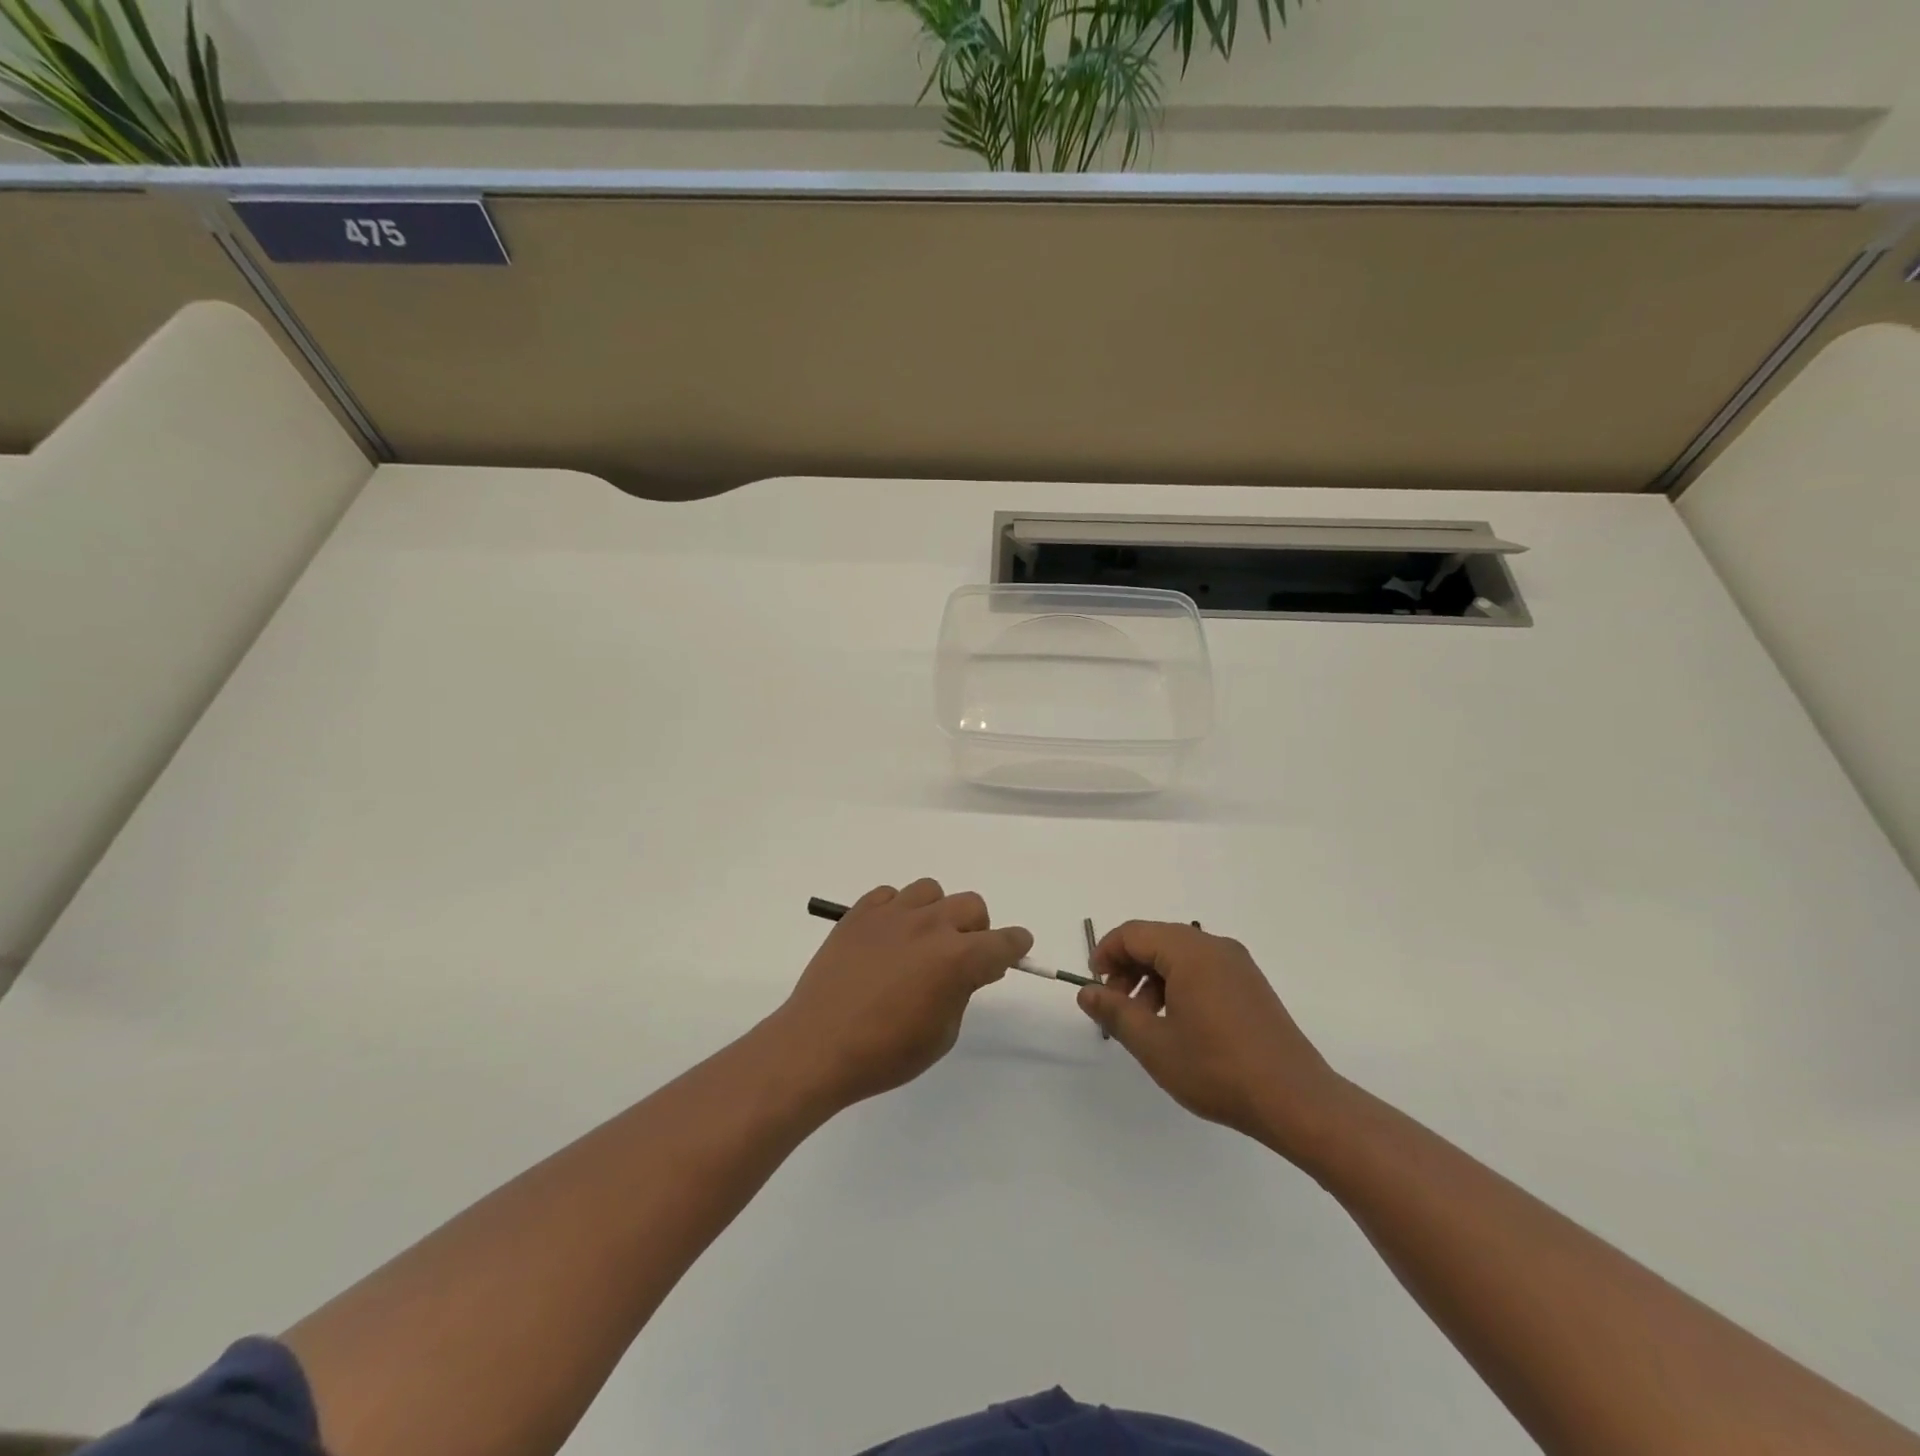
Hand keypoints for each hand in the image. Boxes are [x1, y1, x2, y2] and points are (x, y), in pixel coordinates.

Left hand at [770, 879, 1031, 1109]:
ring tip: (921, 940)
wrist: (817, 1045)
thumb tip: (965, 971)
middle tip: (962, 955)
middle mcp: (930, 926)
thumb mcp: (942, 1035)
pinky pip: (890, 895)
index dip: (1015, 946)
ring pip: (931, 890)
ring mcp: (892, 914)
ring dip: (936, 912)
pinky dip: (897, 910)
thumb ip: (961, 993)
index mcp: (957, 959)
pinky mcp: (860, 912)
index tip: (1015, 949)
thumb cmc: (885, 1053)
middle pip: (972, 905)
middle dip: (977, 929)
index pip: (1004, 942)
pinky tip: (887, 936)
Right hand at [1079, 921, 1347, 1157]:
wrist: (1296, 1101)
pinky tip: (1178, 1025)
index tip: (1093, 986)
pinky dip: (1179, 985)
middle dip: (1128, 968)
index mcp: (1190, 952)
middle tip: (1115, 1006)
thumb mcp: (1154, 1044)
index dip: (1106, 953)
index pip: (1134, 933)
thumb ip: (1114, 1012)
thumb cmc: (1217, 1069)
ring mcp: (1238, 965)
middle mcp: (1215, 947)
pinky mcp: (1251, 985)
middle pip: (1157, 940)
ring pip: (1180, 956)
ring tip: (1145, 1022)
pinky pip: (1203, 970)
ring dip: (1152, 979)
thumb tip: (1086, 992)